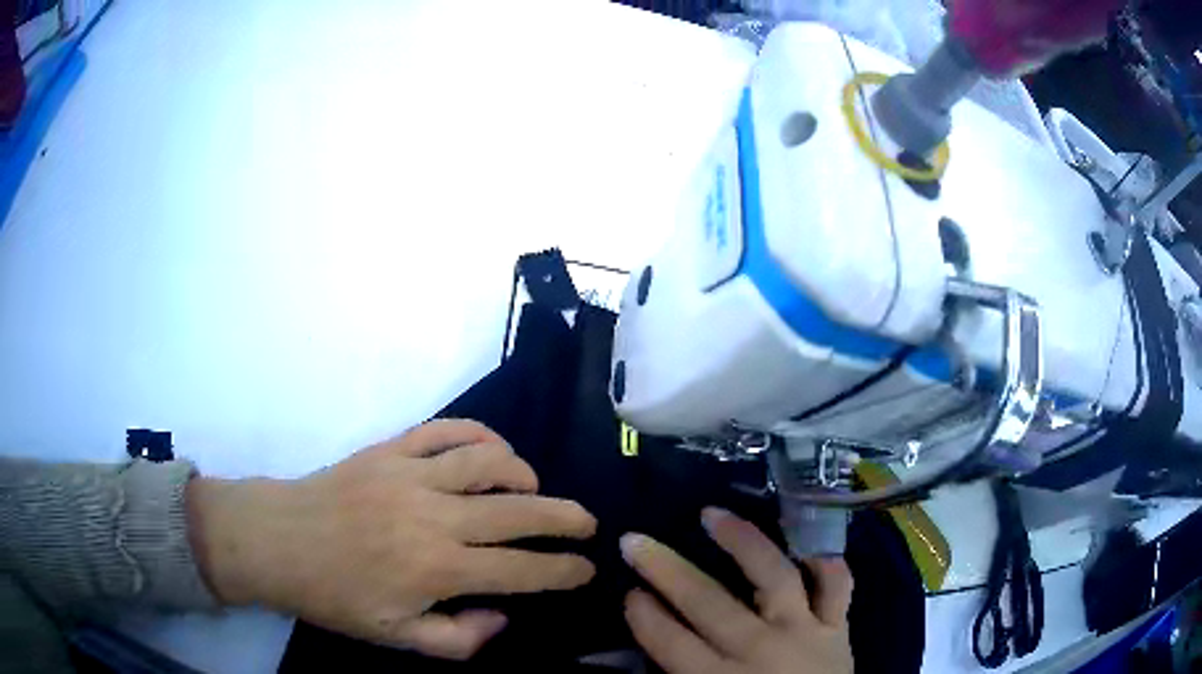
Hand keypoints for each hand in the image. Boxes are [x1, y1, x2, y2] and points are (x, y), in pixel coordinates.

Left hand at [188, 420, 596, 659]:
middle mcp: (433, 519)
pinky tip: (492, 450)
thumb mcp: (396, 638)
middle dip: (564, 519)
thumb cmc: (334, 596)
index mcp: (436, 571)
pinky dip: (479, 435)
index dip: (562, 571)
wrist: (276, 541)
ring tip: (534, 489)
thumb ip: (459, 639)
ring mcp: (411, 476)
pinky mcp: (390, 450)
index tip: (585, 569)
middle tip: (587, 523)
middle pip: (519, 512)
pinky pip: (446, 431)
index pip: (522, 571)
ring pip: (489, 462)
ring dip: (523, 475)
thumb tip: (502, 614)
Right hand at [621, 508, 852, 673]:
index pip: (670, 642)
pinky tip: (807, 548)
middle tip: (636, 541)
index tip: (629, 593)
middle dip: (666, 569)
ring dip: (742, 542)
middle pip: (706, 603)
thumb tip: (641, 647)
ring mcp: (804, 632)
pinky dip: (827, 565)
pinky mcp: (838, 627)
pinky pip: (837, 588)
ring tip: (713, 514)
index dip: (644, 616)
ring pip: (773, 577)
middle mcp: (760, 649)